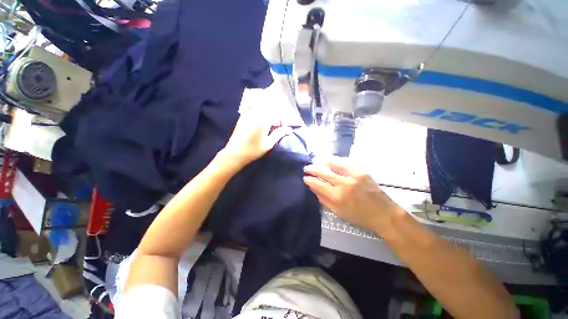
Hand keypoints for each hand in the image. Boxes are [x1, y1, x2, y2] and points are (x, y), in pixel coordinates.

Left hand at [221, 111, 291, 168]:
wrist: (234, 153)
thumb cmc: (253, 150)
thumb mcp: (269, 143)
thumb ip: (280, 133)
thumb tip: (289, 129)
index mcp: (263, 118)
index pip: (278, 114)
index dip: (283, 121)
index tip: (285, 129)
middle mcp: (255, 112)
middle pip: (270, 110)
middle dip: (276, 118)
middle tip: (278, 128)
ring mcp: (248, 113)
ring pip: (263, 110)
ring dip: (269, 117)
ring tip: (270, 128)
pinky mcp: (243, 116)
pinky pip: (255, 112)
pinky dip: (261, 116)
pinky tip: (261, 126)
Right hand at [303, 159, 405, 234]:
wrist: (383, 213)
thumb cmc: (359, 217)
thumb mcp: (338, 212)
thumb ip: (324, 200)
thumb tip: (313, 189)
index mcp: (337, 196)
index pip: (318, 184)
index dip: (310, 180)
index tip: (305, 178)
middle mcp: (344, 184)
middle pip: (324, 172)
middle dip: (313, 169)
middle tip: (306, 167)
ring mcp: (354, 175)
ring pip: (334, 163)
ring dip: (323, 162)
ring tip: (317, 161)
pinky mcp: (362, 171)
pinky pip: (346, 162)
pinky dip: (337, 160)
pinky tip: (331, 160)